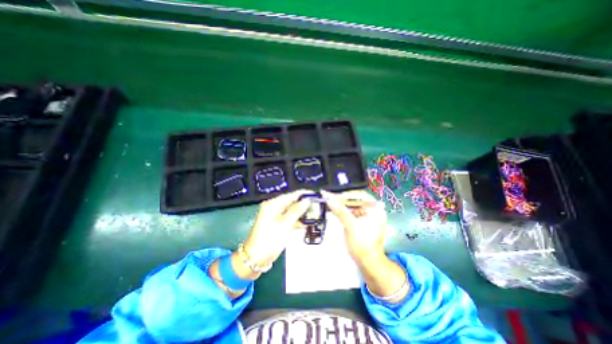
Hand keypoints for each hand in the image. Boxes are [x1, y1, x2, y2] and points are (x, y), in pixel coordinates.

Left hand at [243, 190, 310, 266]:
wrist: (256, 258)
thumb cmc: (269, 240)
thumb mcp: (285, 225)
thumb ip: (297, 211)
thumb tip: (307, 200)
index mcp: (273, 204)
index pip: (292, 195)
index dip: (305, 194)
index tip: (317, 195)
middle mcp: (274, 207)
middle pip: (293, 202)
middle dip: (305, 204)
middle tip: (318, 207)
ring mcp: (276, 215)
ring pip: (293, 210)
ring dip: (303, 213)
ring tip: (316, 214)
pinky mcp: (278, 223)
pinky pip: (290, 218)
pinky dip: (298, 220)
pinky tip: (308, 222)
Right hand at [321, 190, 386, 264]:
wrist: (368, 262)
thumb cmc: (362, 244)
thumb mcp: (351, 225)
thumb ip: (340, 211)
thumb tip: (329, 199)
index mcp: (375, 208)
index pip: (359, 195)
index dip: (345, 194)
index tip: (333, 194)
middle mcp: (372, 209)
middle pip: (354, 200)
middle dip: (340, 199)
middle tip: (327, 195)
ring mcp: (366, 215)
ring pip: (351, 205)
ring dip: (340, 203)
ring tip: (327, 198)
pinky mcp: (360, 220)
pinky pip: (350, 211)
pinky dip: (341, 210)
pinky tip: (332, 206)